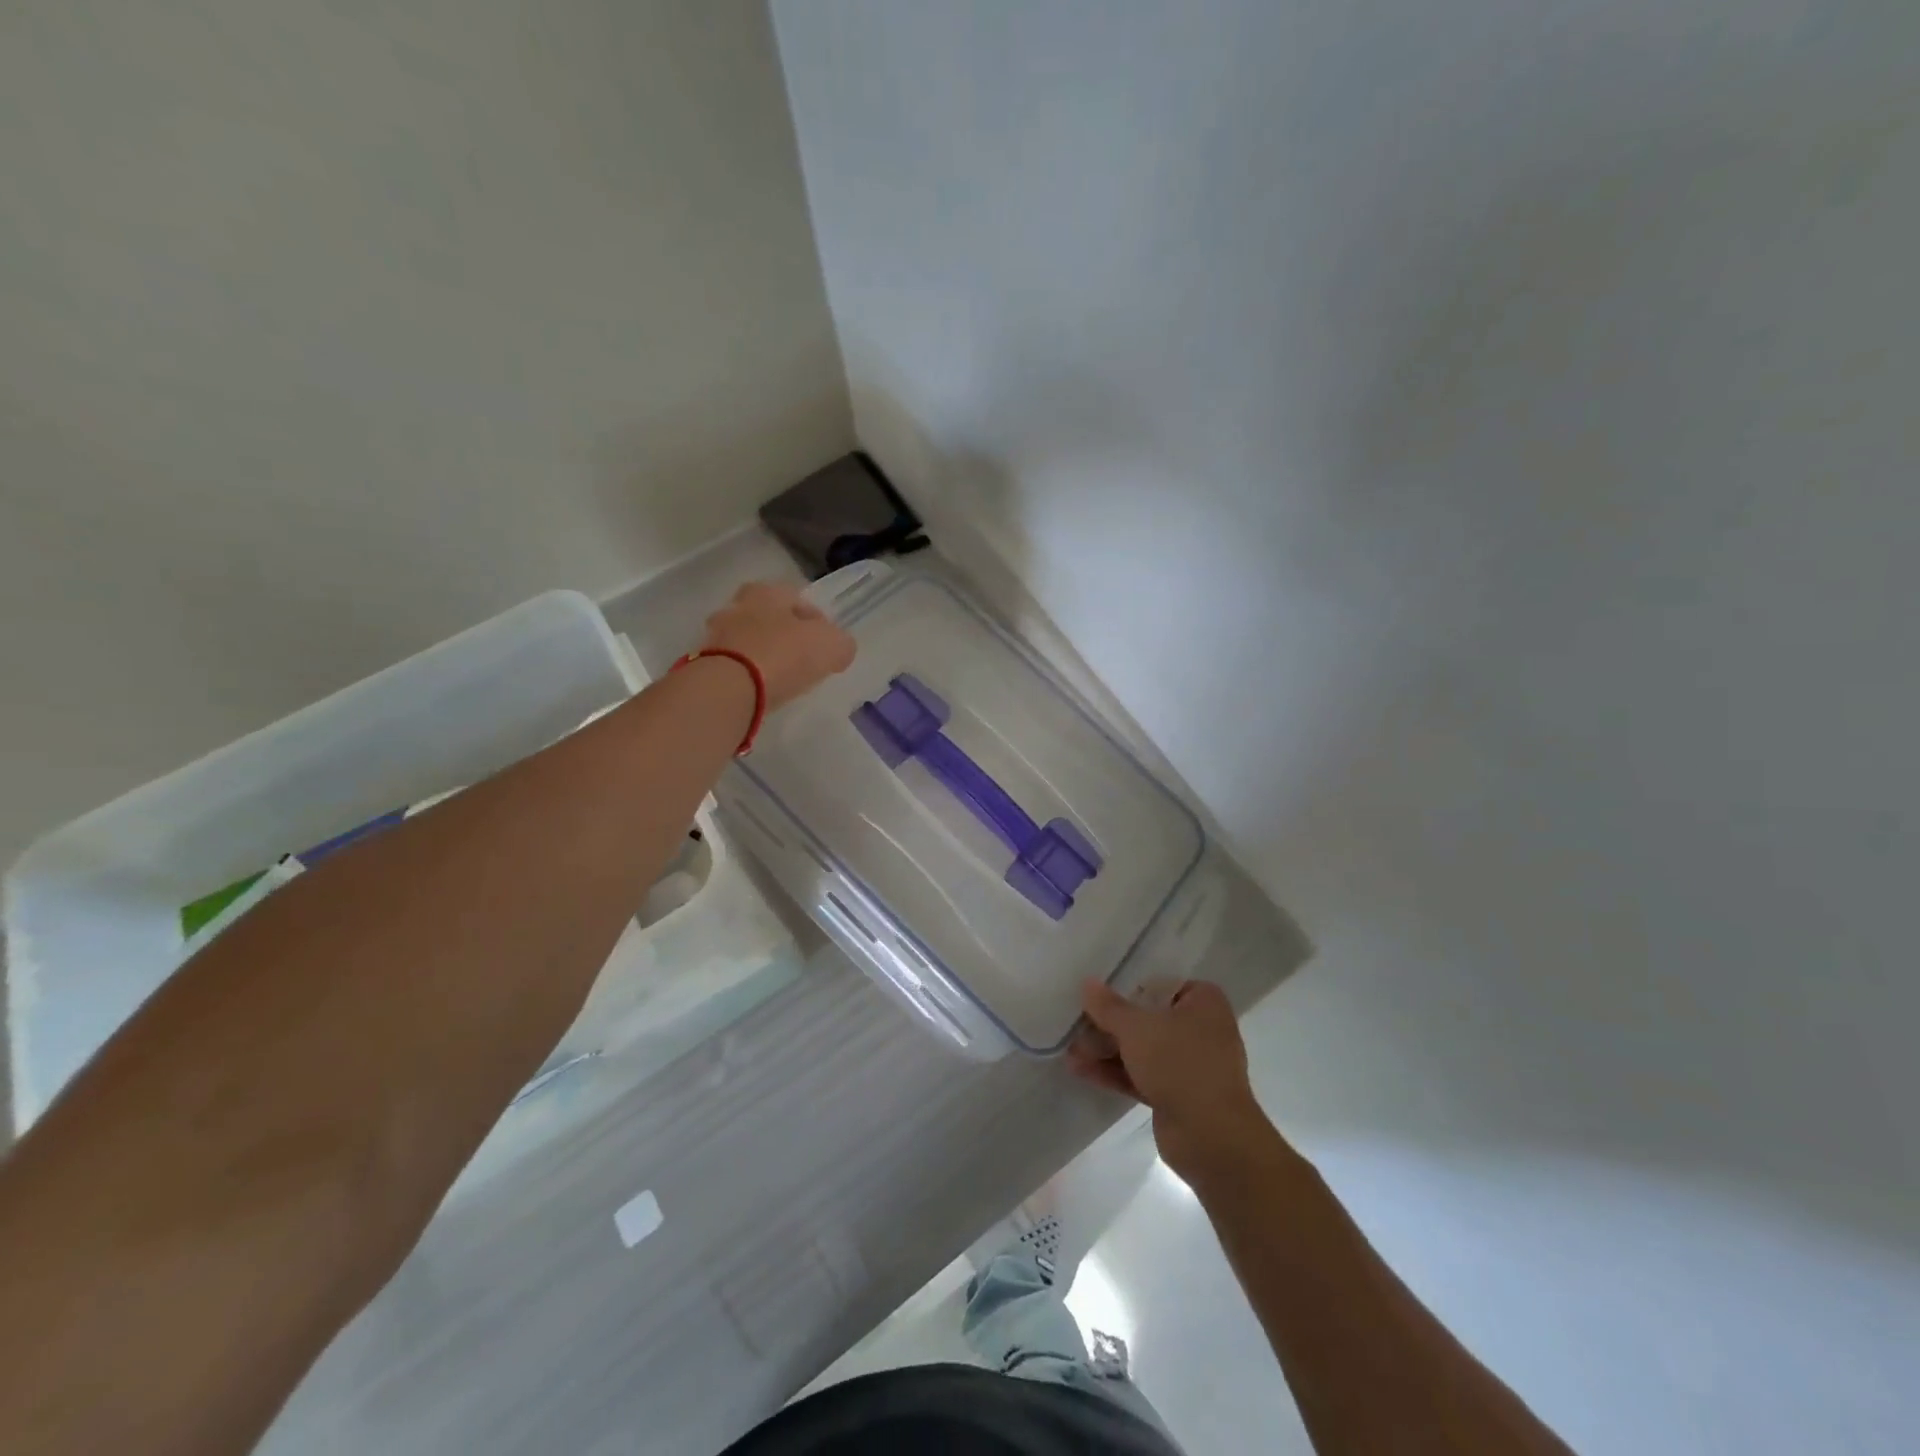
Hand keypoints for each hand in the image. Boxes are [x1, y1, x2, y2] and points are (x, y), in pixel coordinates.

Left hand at [701, 582, 855, 710]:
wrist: (729, 687)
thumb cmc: (784, 654)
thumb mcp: (832, 645)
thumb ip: (840, 644)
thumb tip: (839, 650)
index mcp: (767, 591)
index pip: (798, 598)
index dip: (816, 620)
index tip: (826, 645)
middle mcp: (737, 605)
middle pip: (768, 618)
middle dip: (784, 635)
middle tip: (802, 660)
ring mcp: (715, 635)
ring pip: (748, 641)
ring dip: (763, 656)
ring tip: (781, 680)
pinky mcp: (703, 664)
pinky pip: (733, 666)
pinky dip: (746, 676)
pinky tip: (760, 692)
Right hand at [1069, 978, 1271, 1181]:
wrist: (1211, 1137)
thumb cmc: (1179, 1063)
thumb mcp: (1136, 1028)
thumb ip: (1109, 1007)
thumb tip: (1087, 983)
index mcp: (1203, 1003)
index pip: (1161, 985)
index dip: (1128, 988)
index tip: (1099, 994)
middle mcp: (1201, 1029)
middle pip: (1147, 1019)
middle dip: (1110, 1025)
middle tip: (1076, 1024)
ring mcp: (1190, 1065)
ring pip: (1142, 1050)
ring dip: (1107, 1050)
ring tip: (1070, 1051)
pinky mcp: (1178, 1095)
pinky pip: (1141, 1076)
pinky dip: (1115, 1072)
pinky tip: (1080, 1070)